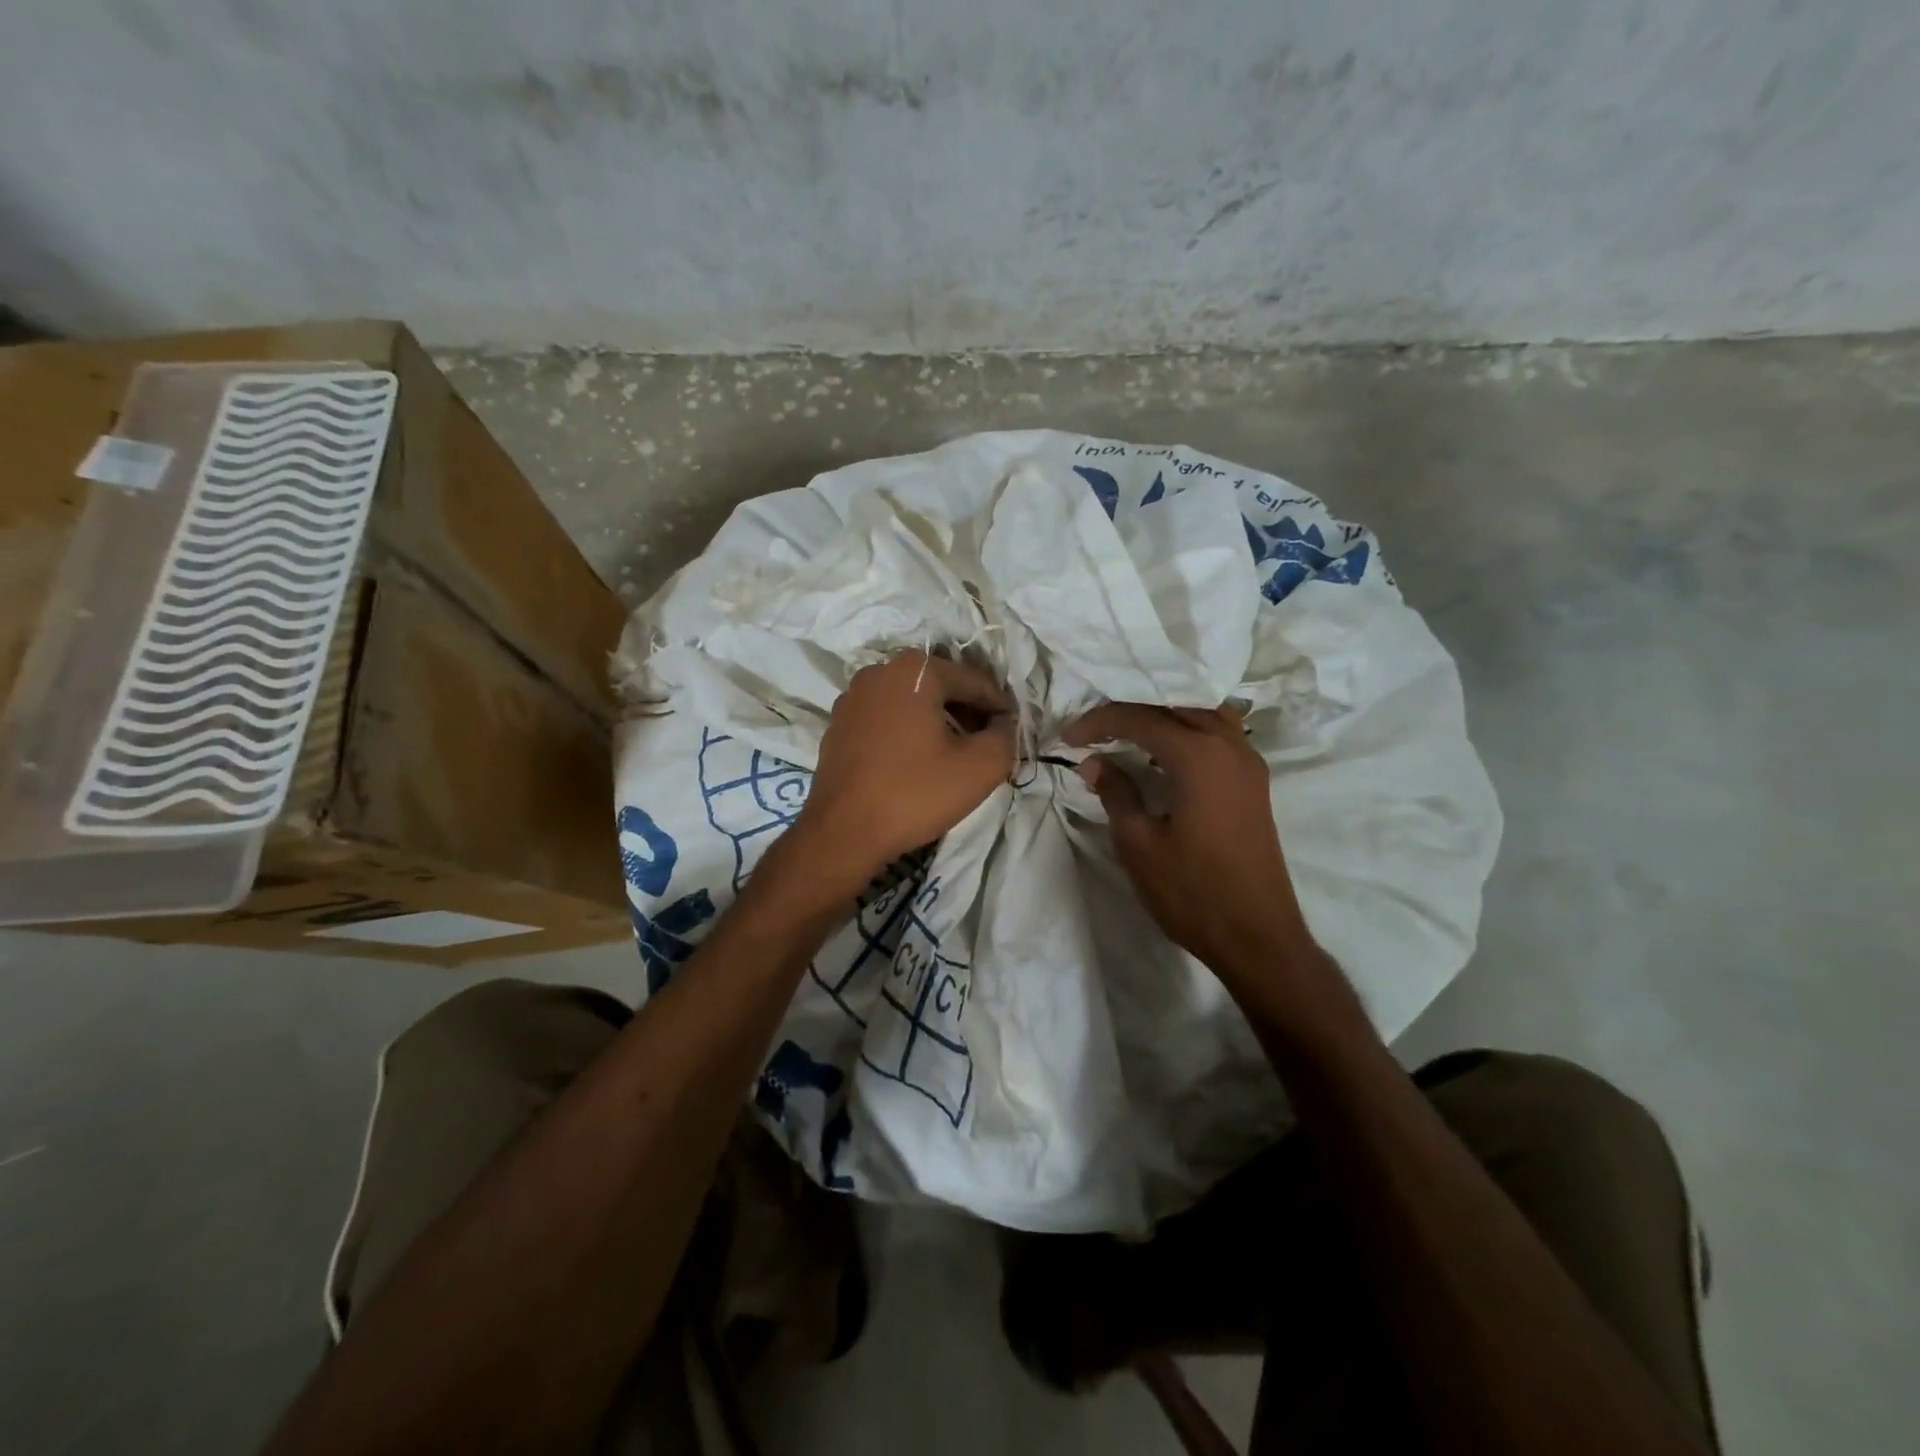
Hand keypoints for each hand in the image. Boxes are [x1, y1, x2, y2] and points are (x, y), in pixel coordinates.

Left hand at [780, 651, 1014, 906]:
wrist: (843, 834)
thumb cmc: (914, 793)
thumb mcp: (981, 767)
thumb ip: (1006, 736)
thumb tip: (1005, 725)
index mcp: (914, 670)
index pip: (974, 681)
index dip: (1000, 708)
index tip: (1014, 733)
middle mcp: (879, 671)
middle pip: (941, 686)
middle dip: (969, 712)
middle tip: (988, 744)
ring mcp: (853, 697)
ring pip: (912, 702)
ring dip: (938, 721)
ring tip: (956, 755)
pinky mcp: (838, 724)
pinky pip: (886, 718)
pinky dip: (908, 731)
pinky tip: (918, 762)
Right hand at [1065, 703, 1321, 981]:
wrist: (1257, 937)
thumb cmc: (1192, 892)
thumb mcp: (1139, 844)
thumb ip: (1116, 793)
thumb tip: (1094, 763)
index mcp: (1198, 756)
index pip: (1141, 718)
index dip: (1100, 721)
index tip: (1069, 739)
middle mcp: (1229, 746)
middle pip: (1175, 704)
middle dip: (1131, 708)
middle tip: (1095, 728)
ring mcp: (1248, 762)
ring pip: (1203, 712)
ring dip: (1164, 714)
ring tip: (1127, 730)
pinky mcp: (1254, 781)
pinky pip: (1219, 733)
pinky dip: (1188, 728)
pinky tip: (1164, 751)